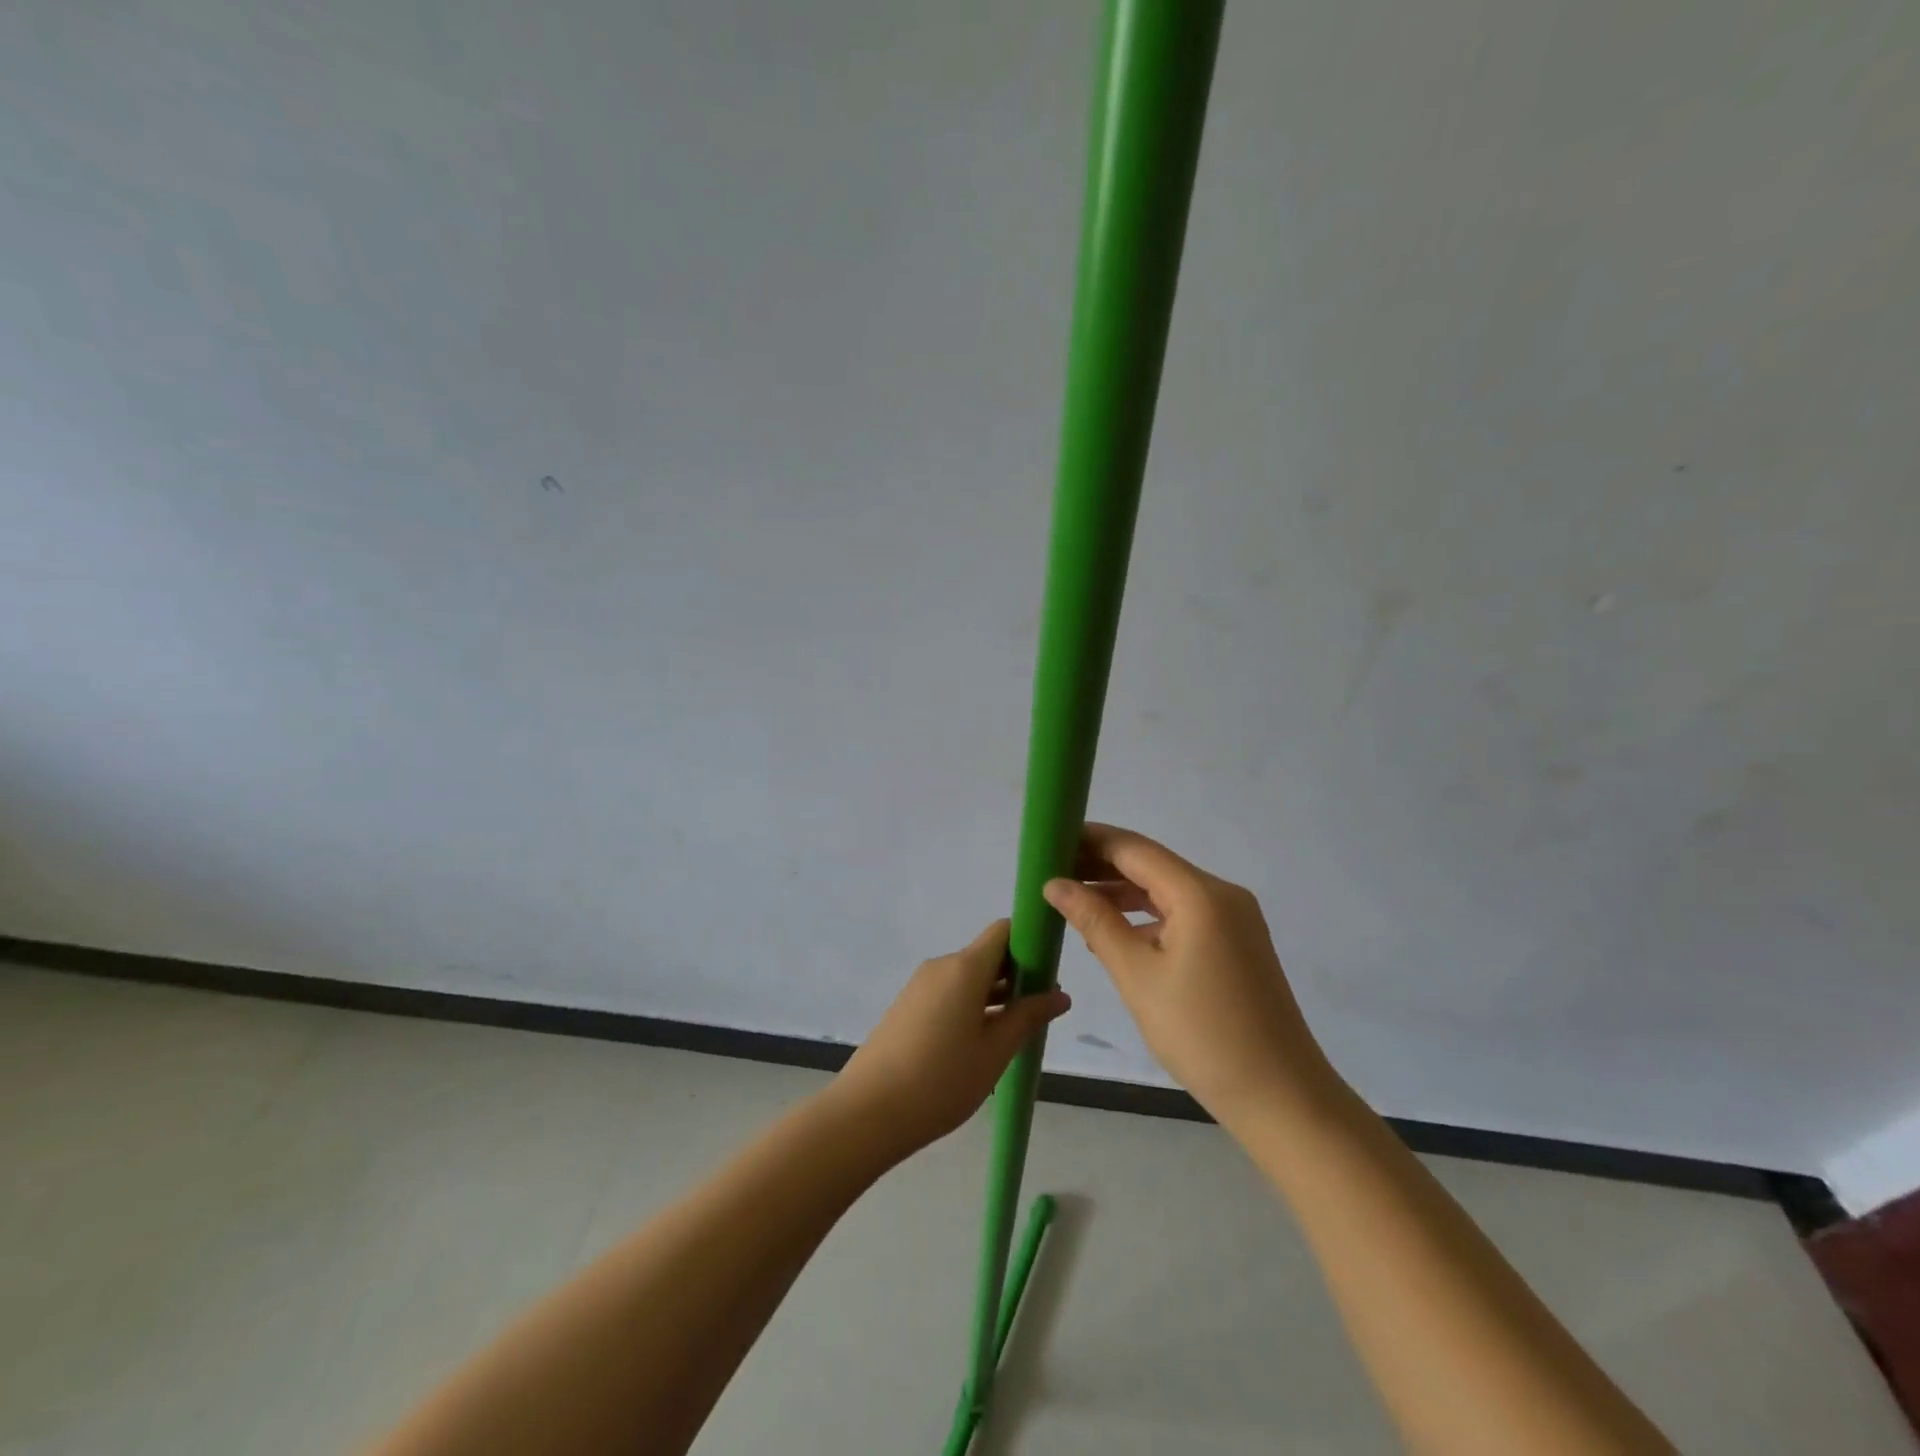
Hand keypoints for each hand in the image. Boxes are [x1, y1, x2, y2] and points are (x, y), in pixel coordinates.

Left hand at [831, 920, 1070, 1156]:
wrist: (867, 1112)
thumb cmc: (940, 1080)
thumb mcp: (994, 1052)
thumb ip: (1027, 1018)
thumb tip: (1060, 995)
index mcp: (964, 967)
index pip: (1003, 931)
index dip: (1030, 942)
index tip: (1050, 972)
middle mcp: (941, 966)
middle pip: (987, 955)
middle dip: (1017, 975)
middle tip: (1042, 1010)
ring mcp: (920, 986)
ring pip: (968, 977)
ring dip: (995, 995)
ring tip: (1017, 1032)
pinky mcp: (907, 1007)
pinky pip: (948, 993)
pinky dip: (971, 1006)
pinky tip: (981, 1043)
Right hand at [1043, 823, 1337, 1127]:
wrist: (1280, 1097)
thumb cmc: (1202, 1034)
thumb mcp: (1137, 976)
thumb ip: (1095, 922)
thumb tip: (1055, 884)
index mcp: (1200, 894)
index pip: (1134, 849)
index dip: (1090, 840)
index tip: (1048, 841)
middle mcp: (1221, 895)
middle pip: (1151, 865)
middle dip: (1101, 866)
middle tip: (1051, 872)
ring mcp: (1233, 920)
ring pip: (1166, 891)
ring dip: (1121, 894)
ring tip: (1072, 901)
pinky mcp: (1235, 944)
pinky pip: (1182, 915)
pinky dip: (1146, 918)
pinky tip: (1113, 934)